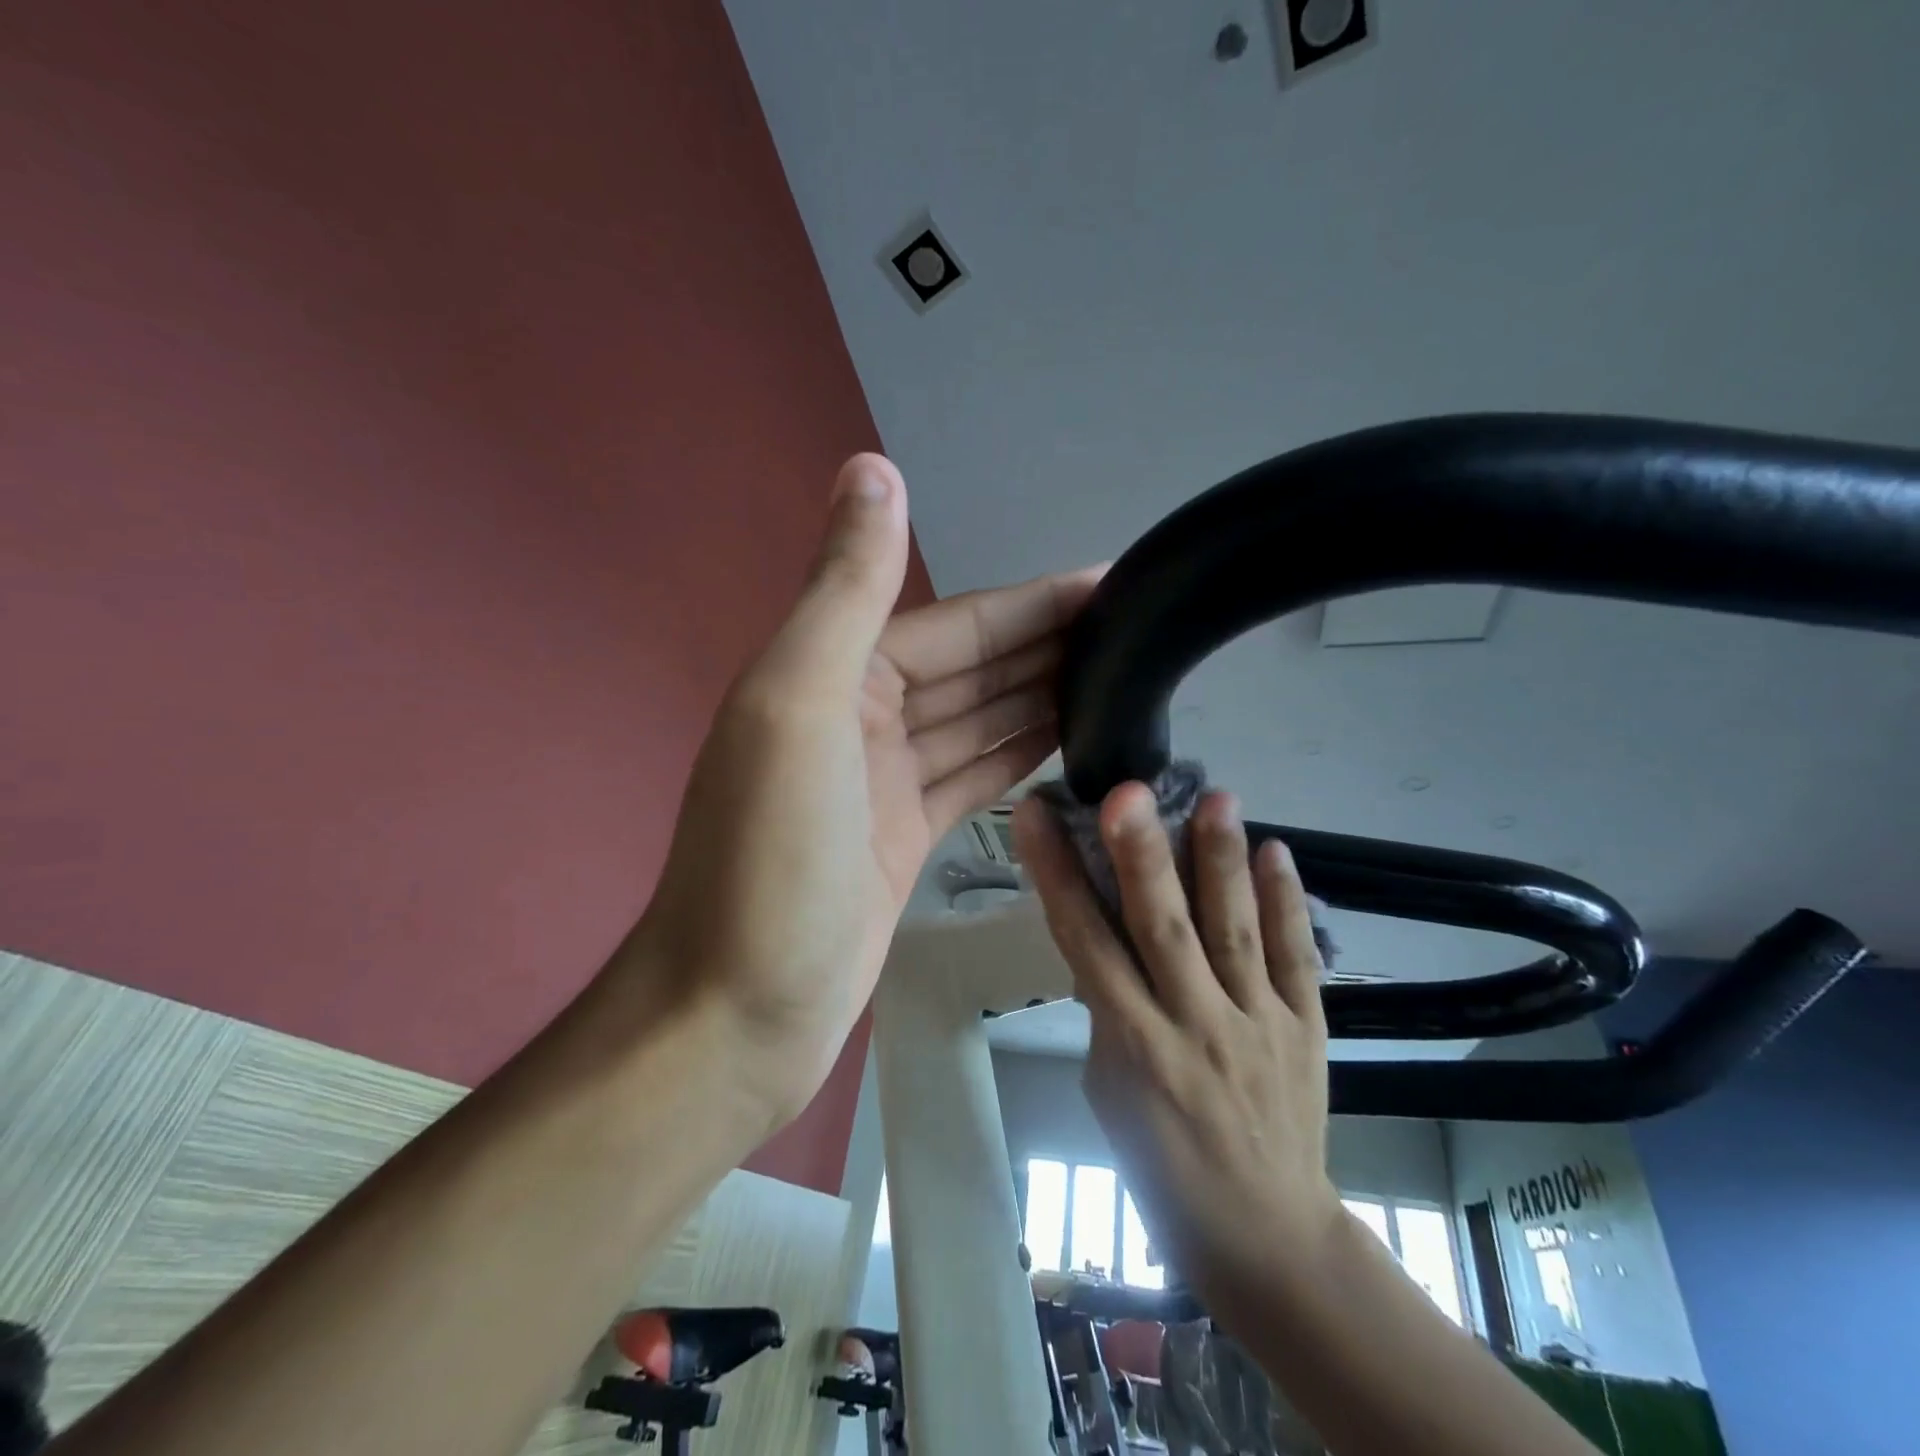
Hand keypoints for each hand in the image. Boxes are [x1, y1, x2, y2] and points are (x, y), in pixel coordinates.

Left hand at [621, 454, 1101, 1122]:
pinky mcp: (907, 836)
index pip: (955, 624)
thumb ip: (843, 589)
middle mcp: (859, 716)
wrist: (739, 1007)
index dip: (1032, 603)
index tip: (1110, 584)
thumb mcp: (800, 706)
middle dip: (1046, 644)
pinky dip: (1017, 752)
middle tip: (1136, 629)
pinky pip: (972, 774)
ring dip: (1040, 694)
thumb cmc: (769, 858)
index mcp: (834, 675)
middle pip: (972, 667)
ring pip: (977, 719)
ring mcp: (885, 781)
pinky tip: (1069, 736)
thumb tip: (872, 466)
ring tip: (1121, 675)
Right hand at [1014, 783, 1342, 1301]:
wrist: (1265, 1236)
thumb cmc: (1161, 1166)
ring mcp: (1258, 1025)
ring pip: (1235, 932)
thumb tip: (1107, 939)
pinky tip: (1278, 851)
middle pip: (1163, 930)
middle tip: (1129, 791)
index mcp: (1133, 1045)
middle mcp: (1194, 1025)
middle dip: (1142, 856)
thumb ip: (1108, 1010)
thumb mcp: (1108, 1090)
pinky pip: (1297, 958)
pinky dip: (1287, 904)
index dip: (1057, 874)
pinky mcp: (1307, 1029)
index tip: (1036, 815)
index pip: (1084, 943)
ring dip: (1222, 862)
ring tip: (1217, 796)